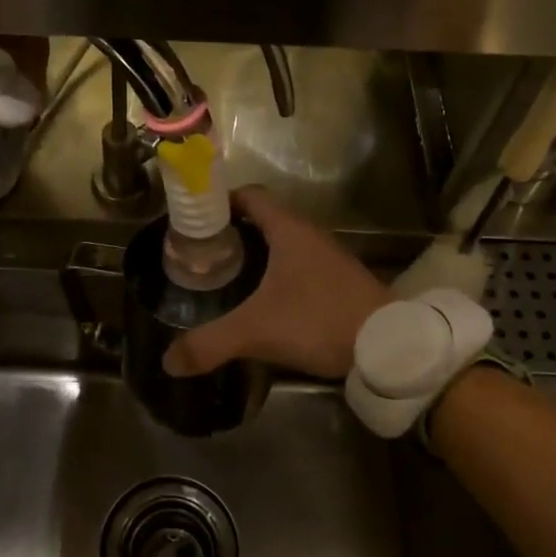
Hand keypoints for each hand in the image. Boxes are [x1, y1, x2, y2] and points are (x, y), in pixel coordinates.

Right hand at [163, 186, 390, 380]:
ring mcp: (328, 257)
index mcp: (289, 230)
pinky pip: (299, 265)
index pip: (250, 196)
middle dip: (233, 231)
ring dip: (256, 253)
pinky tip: (263, 300)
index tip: (196, 218)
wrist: (387, 346)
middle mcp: (310, 235)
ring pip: (283, 243)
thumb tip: (168, 360)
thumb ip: (210, 343)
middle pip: (264, 219)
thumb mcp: (256, 331)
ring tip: (225, 275)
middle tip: (202, 252)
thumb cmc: (318, 320)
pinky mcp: (339, 281)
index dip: (221, 201)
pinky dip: (276, 273)